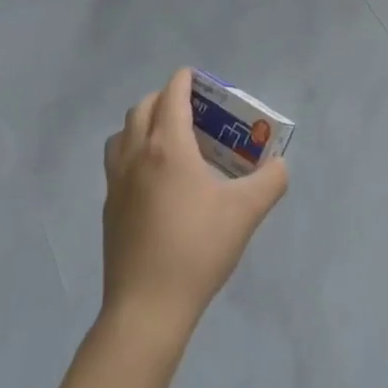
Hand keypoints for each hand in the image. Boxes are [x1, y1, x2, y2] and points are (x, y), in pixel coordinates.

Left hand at [100, 68, 288, 345]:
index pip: (172, 95)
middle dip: (166, 98)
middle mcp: (136, 155)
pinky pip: (117, 162)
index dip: (185, 80)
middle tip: (193, 111)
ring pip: (123, 134)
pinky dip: (133, 152)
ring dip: (143, 124)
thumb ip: (270, 181)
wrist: (147, 308)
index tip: (200, 80)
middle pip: (143, 108)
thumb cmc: (197, 249)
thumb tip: (279, 166)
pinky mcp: (109, 208)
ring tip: (169, 140)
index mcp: (168, 147)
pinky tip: (155, 179)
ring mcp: (117, 182)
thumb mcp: (246, 212)